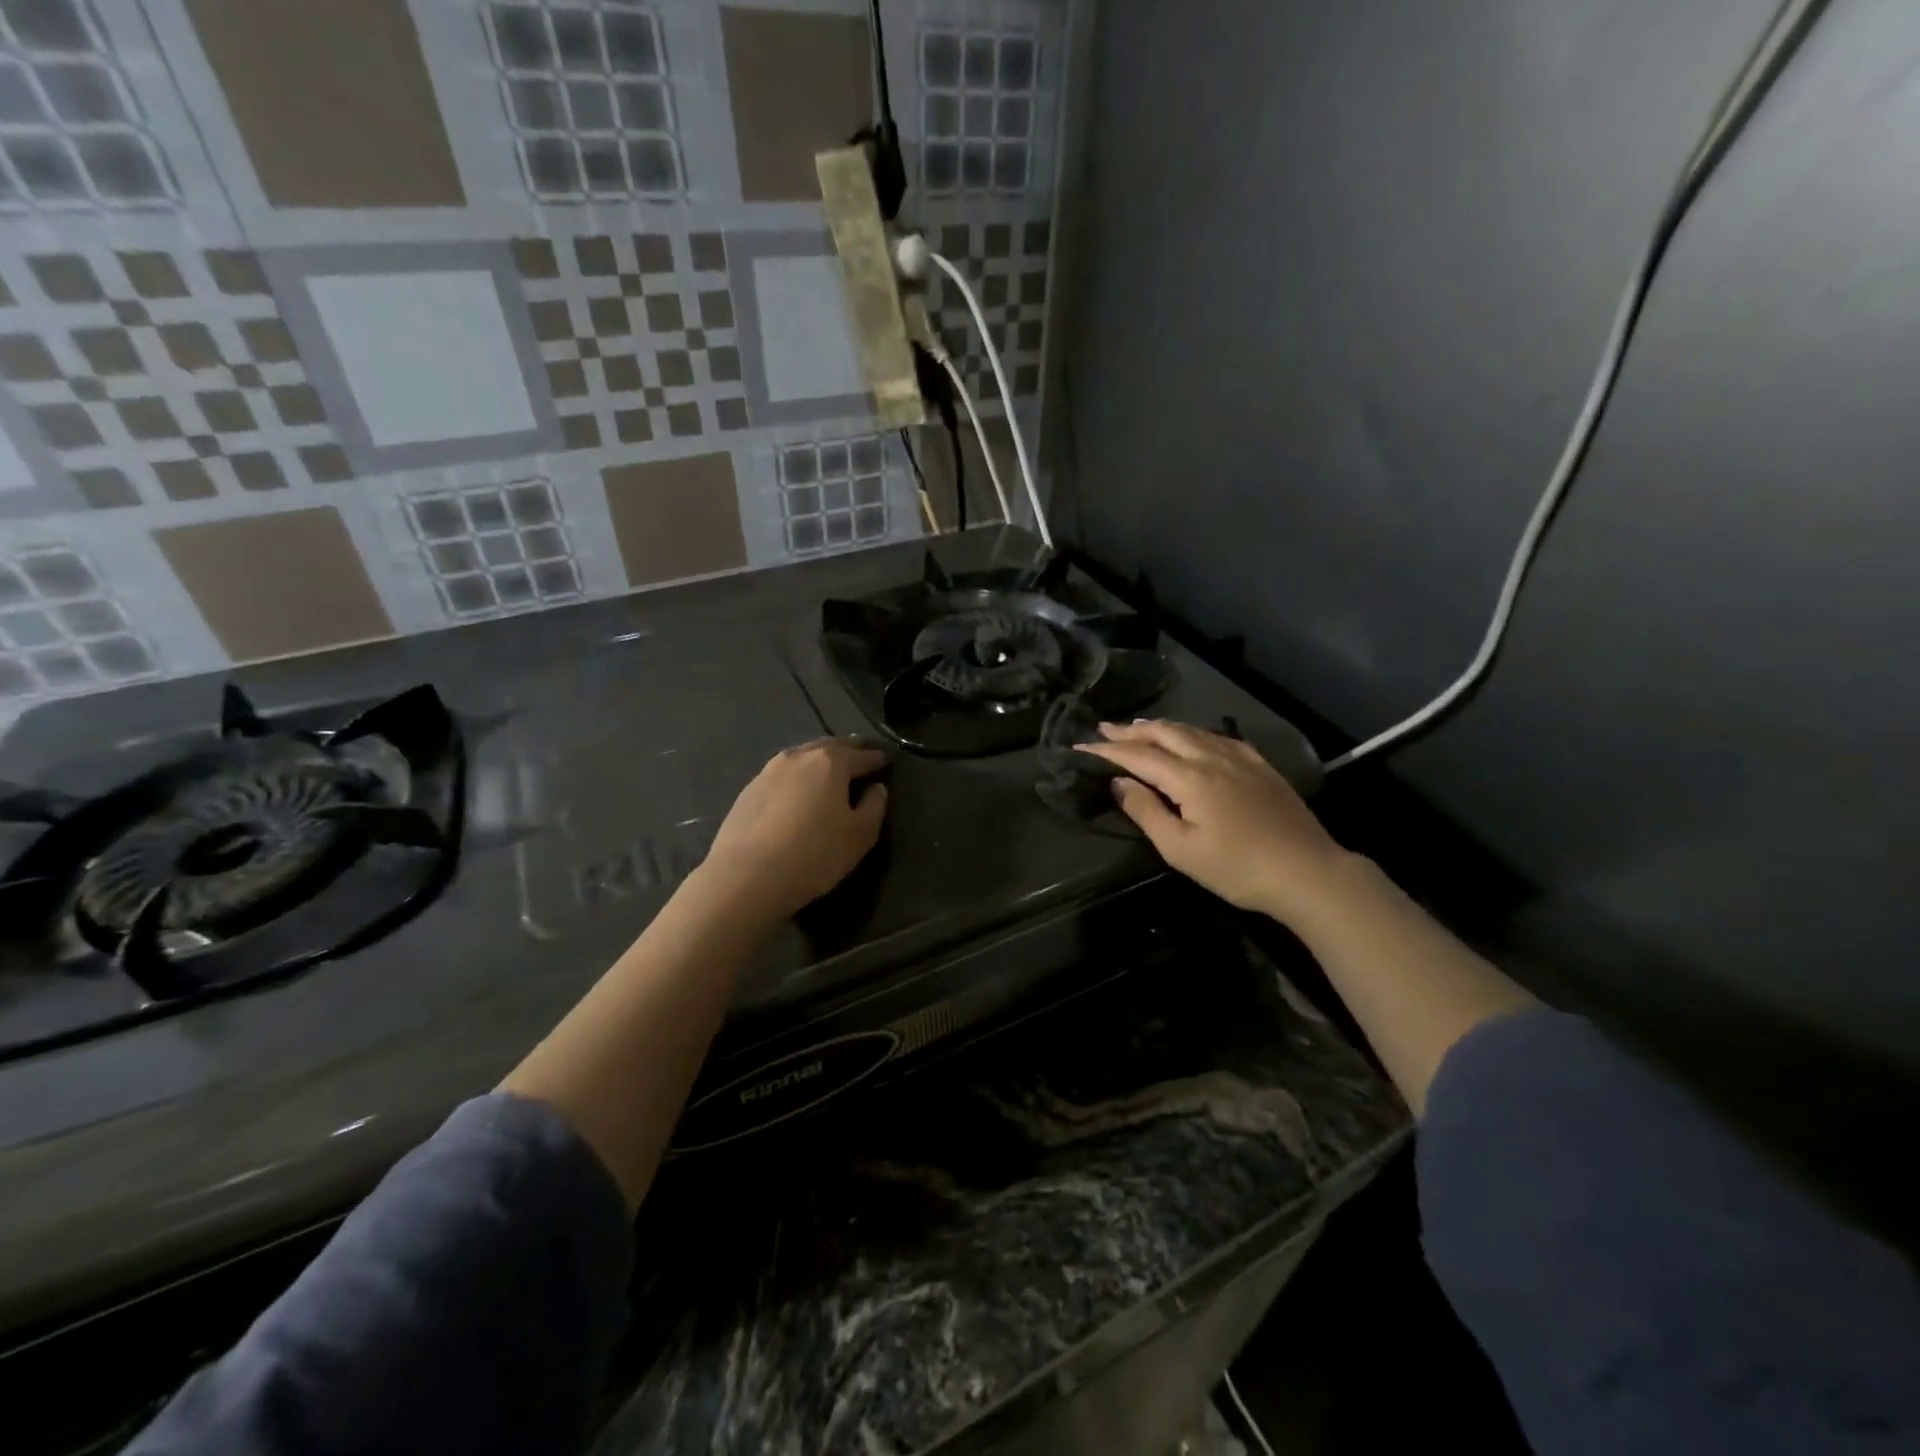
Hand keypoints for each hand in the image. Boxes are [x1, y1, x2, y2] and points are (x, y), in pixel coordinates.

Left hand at [699, 737, 888, 919]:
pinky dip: (798, 776)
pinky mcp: (748, 790)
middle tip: (861, 755)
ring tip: (830, 771)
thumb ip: (874, 806)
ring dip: (820, 759)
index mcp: (830, 762)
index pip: (862, 755)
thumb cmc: (814, 854)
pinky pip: (783, 774)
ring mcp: (769, 771)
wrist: (745, 877)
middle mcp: (799, 756)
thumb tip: (876, 788)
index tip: (886, 761)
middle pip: (830, 746)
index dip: (877, 759)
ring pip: (803, 756)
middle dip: (848, 750)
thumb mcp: (859, 836)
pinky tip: (799, 790)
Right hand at [1077, 720, 1351, 926]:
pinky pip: (1219, 737)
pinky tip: (1194, 736)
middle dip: (1131, 730)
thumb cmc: (1237, 868)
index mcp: (1189, 777)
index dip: (1107, 750)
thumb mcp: (1181, 849)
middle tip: (1105, 727)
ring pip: (1192, 731)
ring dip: (1161, 727)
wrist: (1307, 871)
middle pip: (1165, 734)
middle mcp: (1211, 758)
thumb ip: (1147, 812)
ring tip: (1139, 726)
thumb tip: (1120, 783)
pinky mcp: (1260, 766)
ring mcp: (1239, 759)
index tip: (1081, 745)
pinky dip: (1194, 732)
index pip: (1138, 756)